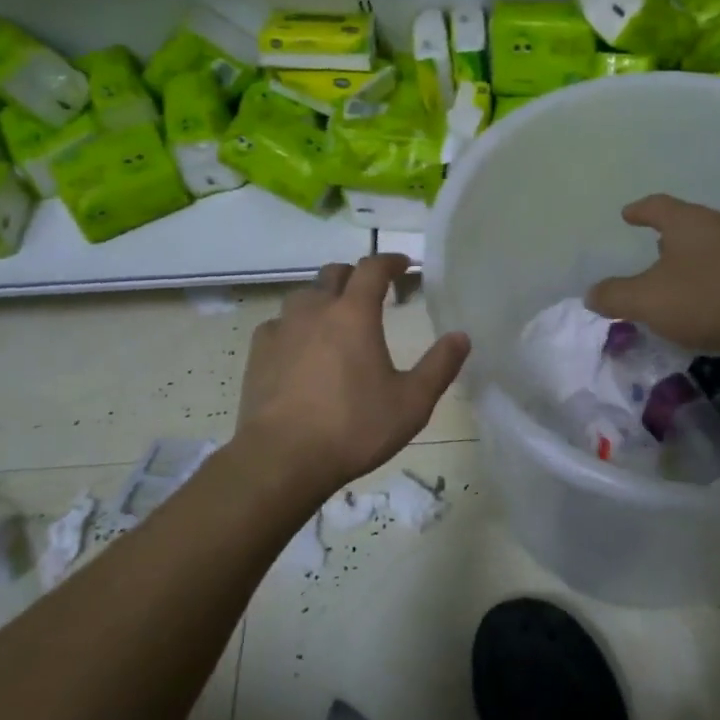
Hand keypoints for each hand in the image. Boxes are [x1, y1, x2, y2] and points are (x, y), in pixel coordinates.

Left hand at [236, 254, 469, 497]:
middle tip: (371, 293)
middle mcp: (315, 310)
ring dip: (323, 299)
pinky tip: (299, 348)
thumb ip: (439, 366)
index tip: (403, 265)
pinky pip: (278, 325)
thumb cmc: (354, 428)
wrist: (281, 458)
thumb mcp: (412, 402)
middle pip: (334, 274)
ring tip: (334, 320)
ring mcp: (282, 329)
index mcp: (354, 314)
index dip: (390, 261)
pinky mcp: (258, 353)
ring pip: (303, 296)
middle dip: (355, 276)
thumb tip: (461, 337)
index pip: (373, 269)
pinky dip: (294, 327)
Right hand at [586, 194, 719, 352]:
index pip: (658, 205)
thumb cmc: (704, 298)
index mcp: (689, 221)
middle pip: (689, 222)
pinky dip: (715, 274)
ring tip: (681, 274)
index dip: (640, 210)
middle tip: (654, 247)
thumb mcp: (647, 301)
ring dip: (694, 256)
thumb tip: (591, 294)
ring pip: (713, 243)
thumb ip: (615, 296)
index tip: (627, 214)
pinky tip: (712, 295)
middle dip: (670, 235)